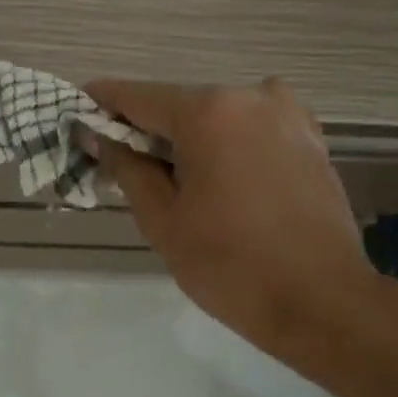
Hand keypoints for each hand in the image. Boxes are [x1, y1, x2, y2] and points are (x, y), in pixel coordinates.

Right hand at [87, 78, 378, 354]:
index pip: (136, 96)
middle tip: (125, 170)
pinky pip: (251, 130)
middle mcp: (250, 95)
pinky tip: (224, 186)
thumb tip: (98, 135)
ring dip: (190, 141)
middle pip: (179, 106)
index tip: (76, 119)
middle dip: (148, 132)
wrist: (320, 301)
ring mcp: (288, 113)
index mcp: (208, 111)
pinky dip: (227, 146)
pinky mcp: (310, 137)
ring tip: (180, 187)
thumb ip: (126, 167)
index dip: (100, 106)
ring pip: (217, 118)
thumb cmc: (228, 265)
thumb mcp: (162, 220)